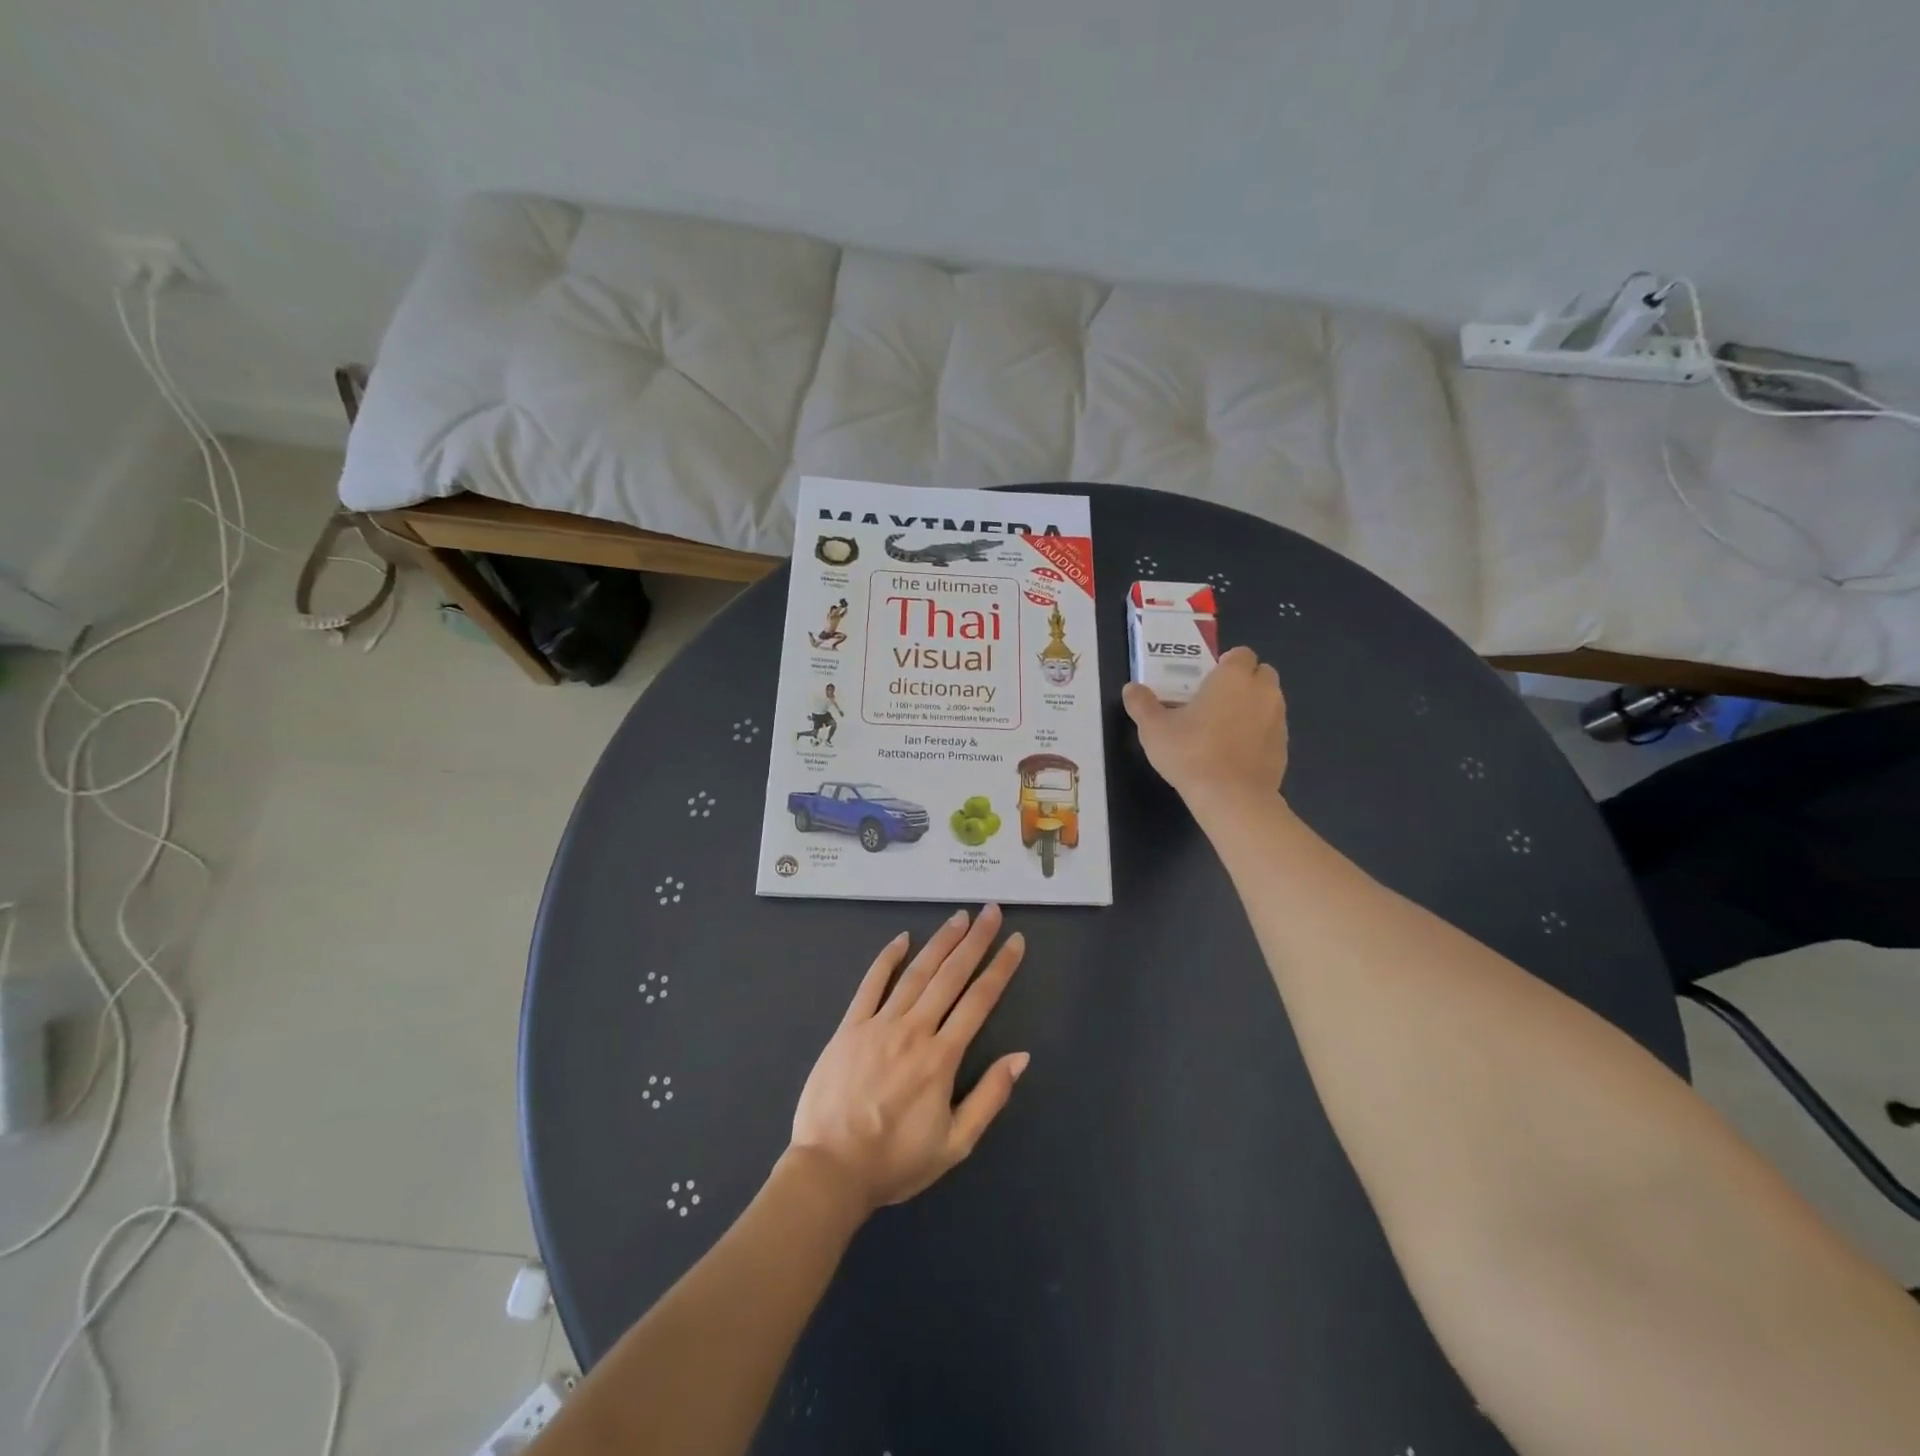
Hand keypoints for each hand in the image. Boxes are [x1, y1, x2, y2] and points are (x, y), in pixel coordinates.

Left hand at [790, 905, 1028, 1212]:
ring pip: (916, 973)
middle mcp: (914, 1031)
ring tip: (959, 917)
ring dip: (940, 942)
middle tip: (990, 911)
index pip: (979, 1001)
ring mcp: (879, 1025)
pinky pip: (870, 984)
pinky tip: (902, 939)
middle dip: (975, 941)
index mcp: (942, 1058)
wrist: (830, 1170)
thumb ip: (990, 1097)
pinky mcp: (850, 1027)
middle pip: (950, 976)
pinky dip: (887, 959)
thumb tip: (1021, 1056)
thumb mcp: (955, 1144)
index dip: (1000, 968)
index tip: (1016, 941)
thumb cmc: (895, 1161)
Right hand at [1122, 644, 1288, 812]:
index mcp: (1233, 677)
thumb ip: (1141, 704)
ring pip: (1269, 702)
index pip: (1241, 654)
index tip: (1206, 681)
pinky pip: (1271, 730)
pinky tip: (1235, 754)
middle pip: (1261, 673)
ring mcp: (1278, 720)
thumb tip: (1131, 688)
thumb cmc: (1191, 753)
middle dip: (1244, 681)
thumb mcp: (1154, 729)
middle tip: (1215, 701)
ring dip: (1252, 707)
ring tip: (1224, 729)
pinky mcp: (1284, 747)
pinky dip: (1258, 734)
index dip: (1225, 663)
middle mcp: (1263, 691)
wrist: (1232, 798)